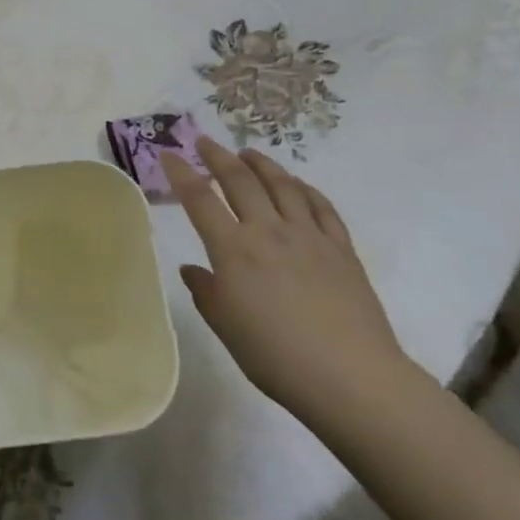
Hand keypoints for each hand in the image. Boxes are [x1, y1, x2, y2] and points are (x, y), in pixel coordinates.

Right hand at [160, 137, 408, 426]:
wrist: (350, 376)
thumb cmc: (275, 357)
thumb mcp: (226, 327)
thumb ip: (205, 292)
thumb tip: (192, 268)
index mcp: (234, 250)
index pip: (200, 199)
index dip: (181, 173)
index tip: (169, 154)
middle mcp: (269, 231)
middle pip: (240, 180)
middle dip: (219, 156)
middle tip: (205, 142)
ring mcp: (309, 235)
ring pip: (282, 184)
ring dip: (262, 164)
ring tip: (249, 153)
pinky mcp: (341, 247)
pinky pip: (321, 206)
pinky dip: (304, 188)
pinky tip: (297, 184)